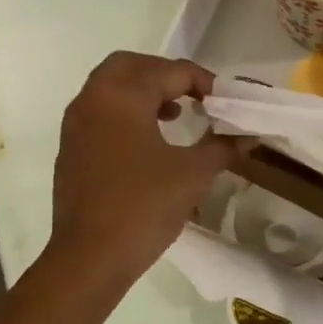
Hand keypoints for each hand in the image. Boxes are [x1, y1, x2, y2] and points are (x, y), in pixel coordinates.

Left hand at [48, 52, 243, 289]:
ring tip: (177, 116)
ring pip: (111, 89)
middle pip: (130, 67)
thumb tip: (250, 136)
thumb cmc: (144, 206)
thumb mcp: (194, 174)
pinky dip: (127, 115)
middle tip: (195, 96)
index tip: (226, 102)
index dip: (203, 82)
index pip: (169, 71)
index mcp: (121, 96)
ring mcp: (76, 126)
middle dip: (166, 75)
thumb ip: (223, 147)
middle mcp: (93, 100)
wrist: (91, 256)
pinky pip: (101, 115)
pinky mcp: (72, 151)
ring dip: (145, 93)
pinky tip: (151, 144)